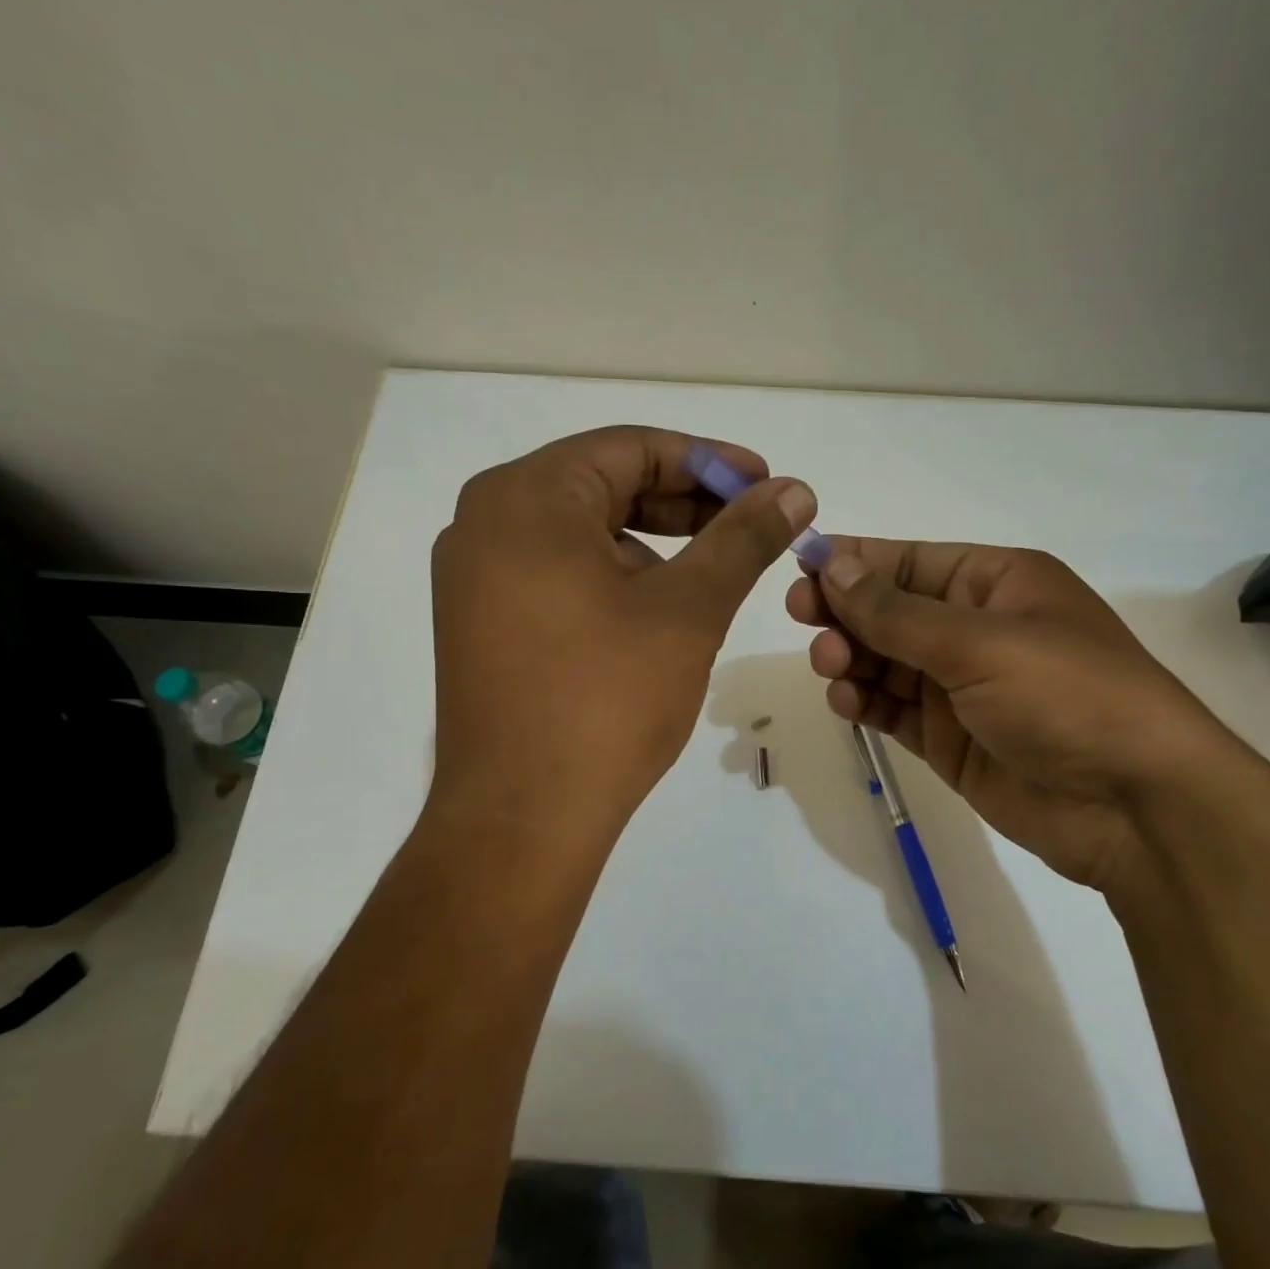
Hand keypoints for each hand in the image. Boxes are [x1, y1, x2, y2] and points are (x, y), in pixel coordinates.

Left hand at [431, 426, 814, 831]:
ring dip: (653, 543)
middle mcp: (486, 522)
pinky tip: (657, 612)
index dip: (709, 462)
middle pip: (603, 486)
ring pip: (582, 533)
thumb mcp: (689, 609)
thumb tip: (795, 491)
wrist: (523, 819)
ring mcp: (474, 576)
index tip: (766, 486)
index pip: (631, 449)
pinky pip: (557, 573)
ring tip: (711, 574)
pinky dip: (614, 577)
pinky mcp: (481, 623)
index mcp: (526, 498)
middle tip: (749, 526)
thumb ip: (743, 539)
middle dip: (684, 503)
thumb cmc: (607, 700)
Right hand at [786, 539, 1241, 896]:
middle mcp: (977, 628)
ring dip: (852, 657)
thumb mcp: (980, 643)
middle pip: (892, 610)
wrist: (1135, 806)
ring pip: (887, 661)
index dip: (855, 561)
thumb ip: (897, 612)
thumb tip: (833, 566)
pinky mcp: (951, 738)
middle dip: (847, 611)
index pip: (911, 562)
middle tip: (802, 616)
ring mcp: (962, 687)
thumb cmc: (1067, 697)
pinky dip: (866, 702)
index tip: (801, 567)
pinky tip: (846, 700)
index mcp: (997, 584)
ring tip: (830, 664)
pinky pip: (894, 709)